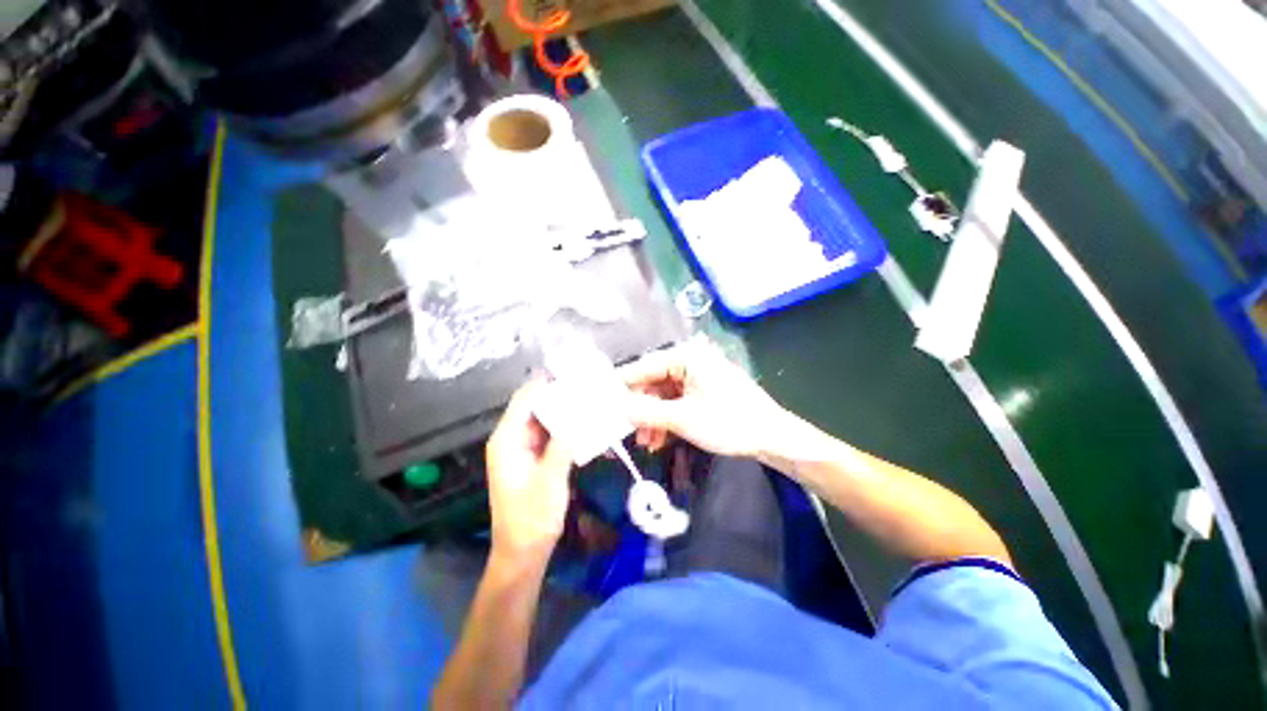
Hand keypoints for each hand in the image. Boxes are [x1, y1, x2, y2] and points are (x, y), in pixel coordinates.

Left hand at [485, 380, 573, 562]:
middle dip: (560, 395)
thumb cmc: (531, 519)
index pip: (525, 399)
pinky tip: (586, 423)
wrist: (524, 553)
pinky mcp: (534, 458)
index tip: (573, 371)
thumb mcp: (550, 480)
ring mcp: (523, 448)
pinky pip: (550, 434)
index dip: (547, 383)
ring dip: (565, 410)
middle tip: (588, 384)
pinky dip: (566, 427)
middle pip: (536, 406)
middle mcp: (512, 438)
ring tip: (591, 398)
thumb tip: (579, 413)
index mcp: (507, 440)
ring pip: (545, 419)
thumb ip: (563, 444)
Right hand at [620, 339, 793, 458]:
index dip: (623, 387)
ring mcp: (697, 377)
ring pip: (663, 396)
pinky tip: (660, 440)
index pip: (644, 367)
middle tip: (628, 433)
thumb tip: (616, 407)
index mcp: (686, 357)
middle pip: (653, 383)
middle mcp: (689, 362)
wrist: (772, 437)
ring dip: (653, 419)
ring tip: (647, 444)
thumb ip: (646, 412)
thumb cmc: (729, 422)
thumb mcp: (683, 418)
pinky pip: (676, 403)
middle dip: (641, 410)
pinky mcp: (703, 392)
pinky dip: (667, 420)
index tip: (605, 405)